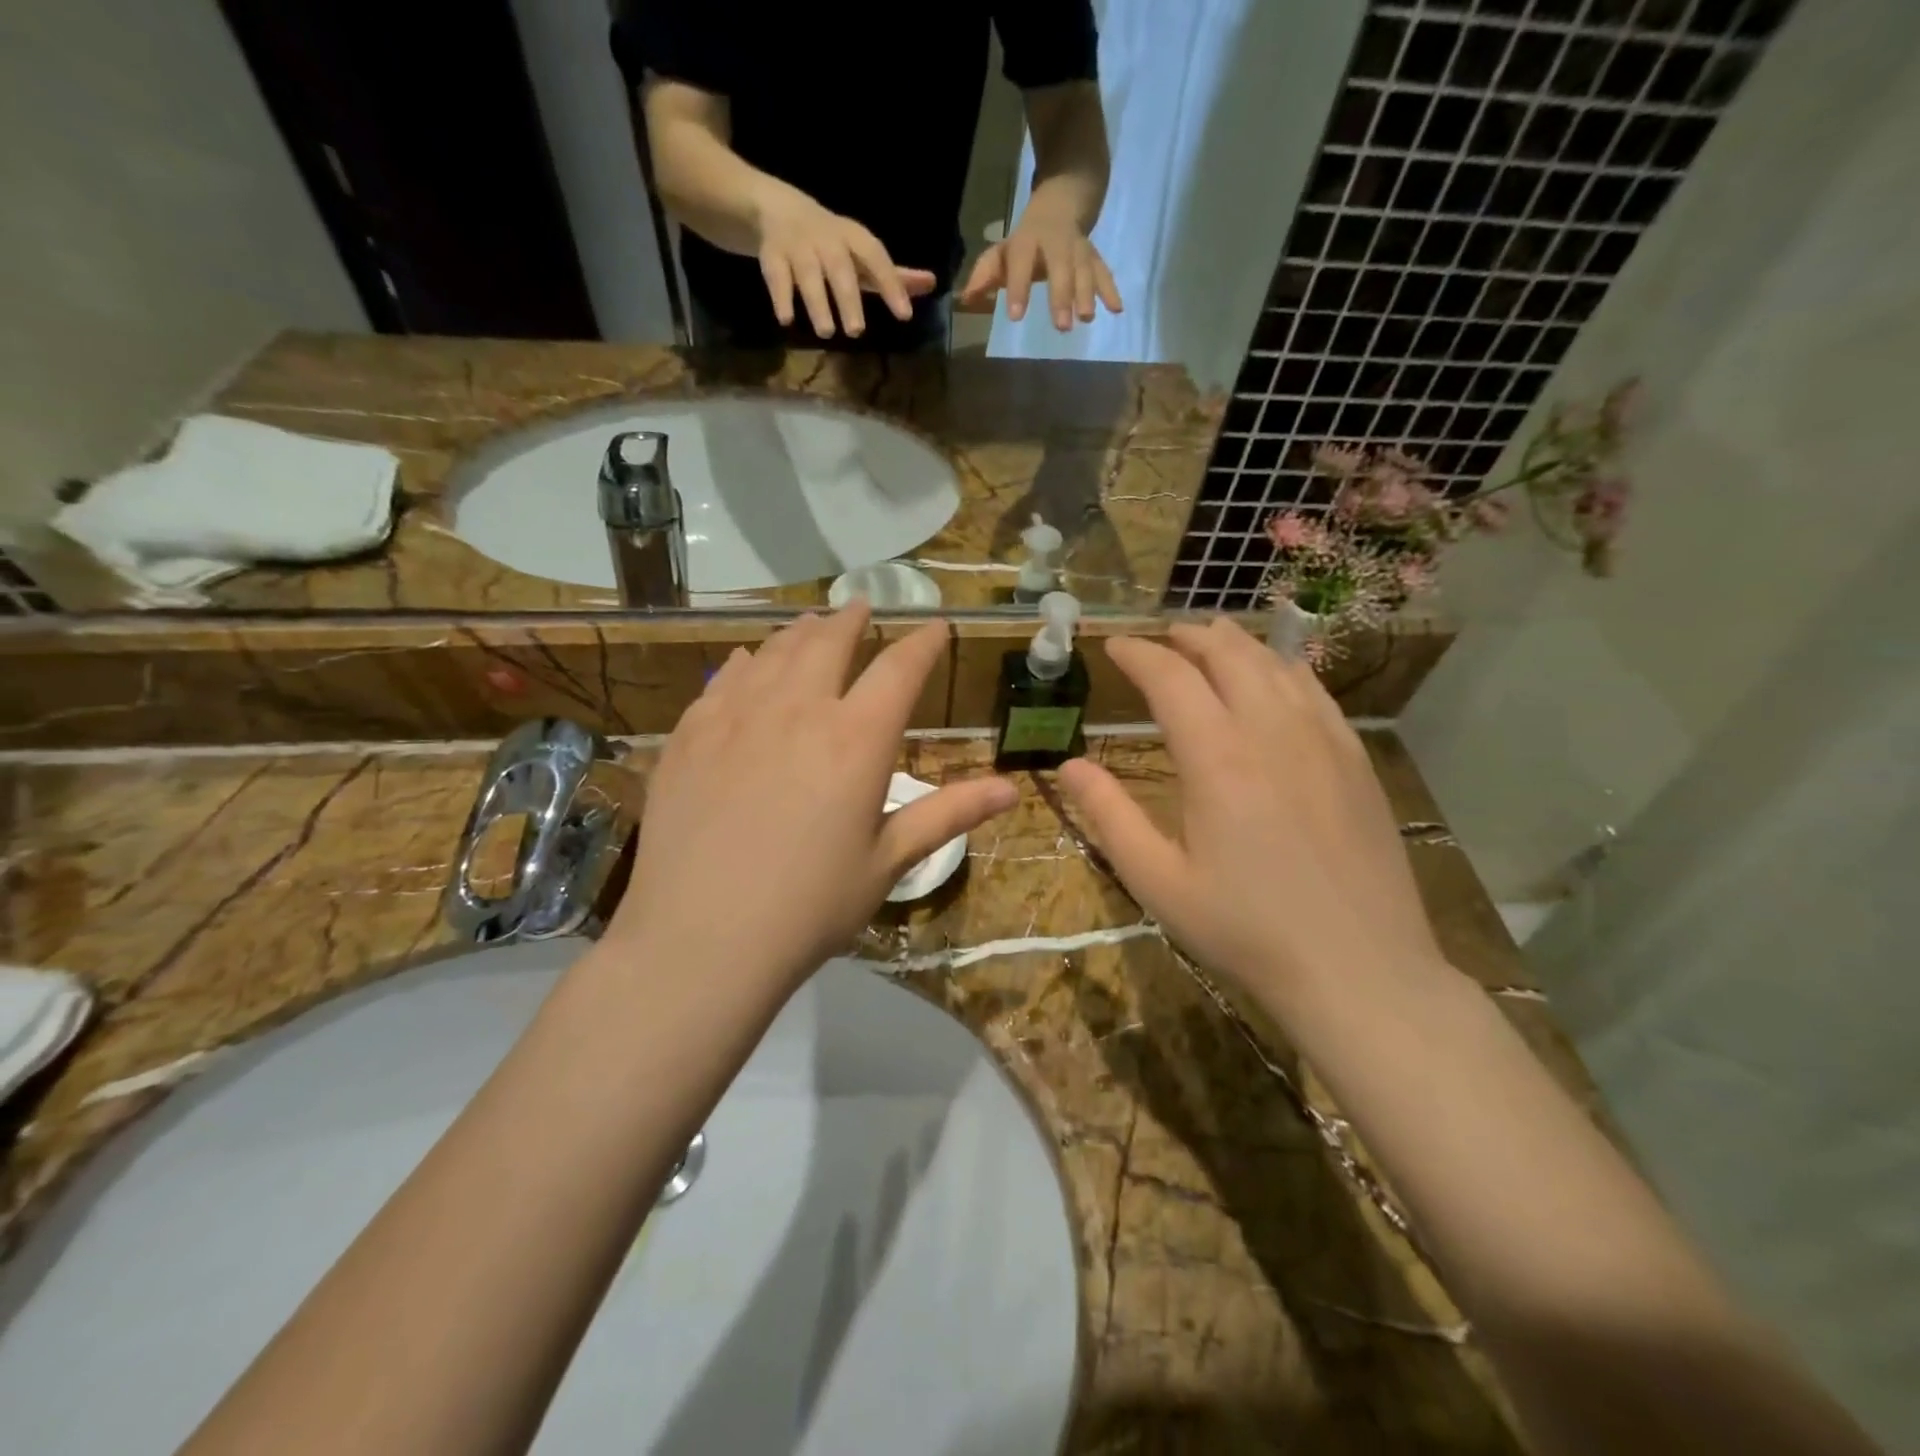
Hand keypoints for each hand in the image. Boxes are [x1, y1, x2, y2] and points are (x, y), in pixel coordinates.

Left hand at [609, 605, 1017, 986]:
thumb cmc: (810, 906)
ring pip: (773, 652)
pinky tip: (744, 660)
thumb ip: (948, 814)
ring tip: (811, 624)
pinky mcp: (690, 735)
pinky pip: (722, 680)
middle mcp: (798, 709)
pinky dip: (743, 662)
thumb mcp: (888, 861)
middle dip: (852, 620)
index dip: (923, 643)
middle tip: (861, 607)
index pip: (900, 669)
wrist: (701, 940)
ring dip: (799, 632)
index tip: (935, 628)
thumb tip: (1011, 789)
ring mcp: (736, 717)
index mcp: (856, 739)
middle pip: (828, 642)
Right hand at [753, 182, 936, 338]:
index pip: (876, 257)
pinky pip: (775, 275)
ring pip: (807, 273)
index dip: (891, 283)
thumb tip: (932, 284)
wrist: (775, 210)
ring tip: (826, 332)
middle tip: (857, 332)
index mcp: (853, 237)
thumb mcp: (861, 255)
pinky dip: (780, 297)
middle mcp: (826, 238)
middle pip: (839, 267)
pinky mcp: (771, 255)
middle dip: (848, 297)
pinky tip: (786, 320)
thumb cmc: (831, 243)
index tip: (905, 315)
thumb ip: (893, 275)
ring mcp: (797, 245)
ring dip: (817, 302)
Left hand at [959, 196, 1121, 329]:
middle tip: (1061, 326)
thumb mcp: (1003, 251)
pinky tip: (1117, 310)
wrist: (1064, 197)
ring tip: (1086, 319)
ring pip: (1084, 268)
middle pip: (1060, 267)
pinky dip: (1110, 289)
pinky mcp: (1094, 255)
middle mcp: (1056, 243)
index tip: (1016, 316)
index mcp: (1028, 242)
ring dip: (1088, 294)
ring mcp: (1078, 248)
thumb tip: (965, 299)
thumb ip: (986, 275)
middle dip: (1061, 296)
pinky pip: (1103, 271)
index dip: (1019, 288)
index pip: (1022, 264)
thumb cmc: (1027, 239)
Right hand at [1057, 618, 1444, 1013]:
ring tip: (1212, 637)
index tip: (1113, 645)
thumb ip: (1109, 816)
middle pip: (1228, 655)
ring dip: (1236, 643)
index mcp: (1216, 758)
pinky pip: (1315, 691)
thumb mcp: (1158, 881)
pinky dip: (1285, 667)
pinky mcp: (1356, 759)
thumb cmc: (1245, 928)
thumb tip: (1068, 766)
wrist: (1359, 969)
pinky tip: (1277, 674)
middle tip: (1161, 635)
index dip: (1137, 654)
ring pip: (1275, 664)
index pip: (1170, 678)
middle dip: (1188, 636)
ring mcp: (1322, 740)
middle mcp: (1270, 731)